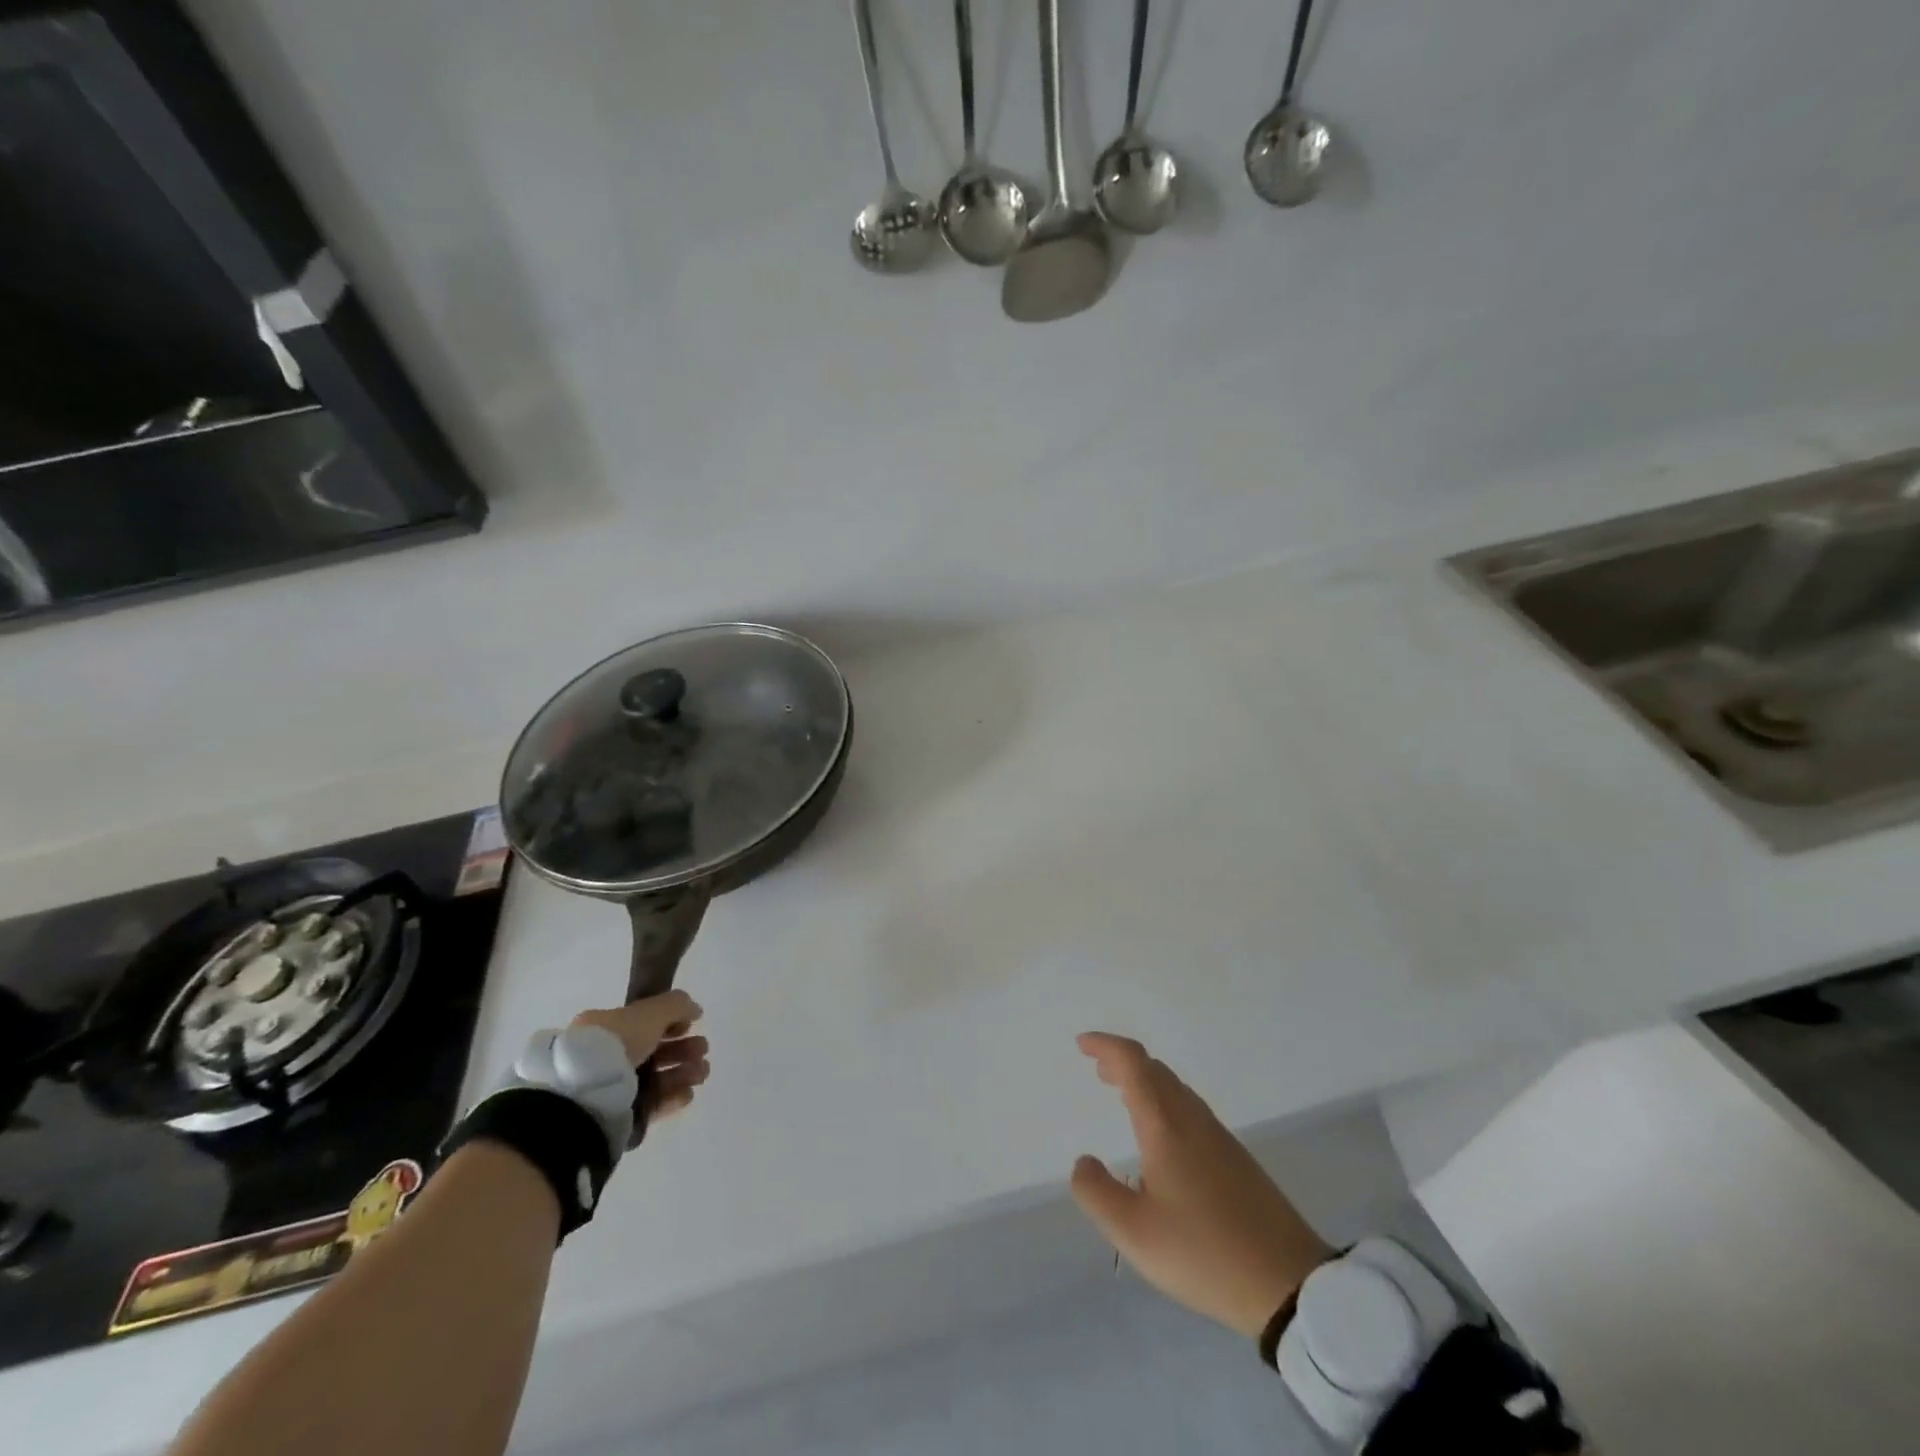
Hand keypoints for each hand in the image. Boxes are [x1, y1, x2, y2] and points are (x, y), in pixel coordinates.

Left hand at [571, 990, 709, 1119]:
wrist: (584, 1096)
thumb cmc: (615, 1043)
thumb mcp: (650, 1011)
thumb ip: (676, 1005)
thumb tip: (694, 1009)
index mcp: (607, 1027)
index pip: (645, 1022)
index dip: (672, 1022)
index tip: (691, 1024)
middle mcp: (607, 1056)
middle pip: (655, 1050)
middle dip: (684, 1048)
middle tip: (703, 1049)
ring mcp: (612, 1087)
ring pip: (656, 1077)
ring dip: (684, 1072)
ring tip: (702, 1073)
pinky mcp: (619, 1116)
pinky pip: (651, 1104)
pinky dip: (672, 1097)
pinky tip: (688, 1093)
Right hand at [1070, 1032, 1333, 1339]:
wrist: (1289, 1284)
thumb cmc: (1204, 1253)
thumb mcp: (1134, 1233)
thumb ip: (1097, 1193)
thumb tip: (1083, 1162)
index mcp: (1166, 1125)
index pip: (1134, 1063)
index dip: (1106, 1046)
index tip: (1082, 1044)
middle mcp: (1192, 1120)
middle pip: (1155, 1070)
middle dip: (1123, 1062)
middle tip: (1097, 1069)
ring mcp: (1218, 1137)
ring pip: (1175, 1089)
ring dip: (1145, 1081)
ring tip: (1122, 1094)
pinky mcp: (1236, 1159)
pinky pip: (1190, 1109)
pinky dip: (1164, 1102)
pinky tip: (1161, 1136)